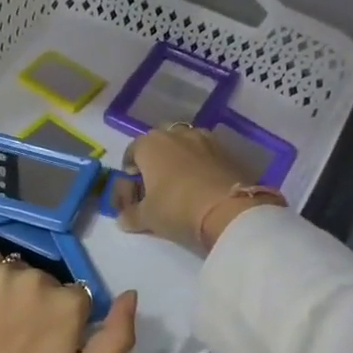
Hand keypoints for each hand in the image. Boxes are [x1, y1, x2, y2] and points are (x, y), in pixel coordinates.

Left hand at [0, 254, 137, 352]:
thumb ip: (116, 339)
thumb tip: (130, 294)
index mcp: (69, 303)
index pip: (75, 298)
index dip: (61, 321)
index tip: (43, 343)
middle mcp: (37, 277)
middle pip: (45, 281)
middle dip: (36, 303)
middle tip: (15, 337)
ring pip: (15, 270)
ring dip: (10, 289)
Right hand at [114, 127, 267, 254]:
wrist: (230, 211)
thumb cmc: (176, 208)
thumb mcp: (146, 218)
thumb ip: (130, 215)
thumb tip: (123, 218)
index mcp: (150, 144)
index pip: (131, 152)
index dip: (128, 173)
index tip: (133, 193)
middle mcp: (176, 134)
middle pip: (159, 144)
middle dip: (155, 161)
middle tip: (156, 187)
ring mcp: (205, 139)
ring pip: (184, 146)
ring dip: (179, 160)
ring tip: (181, 185)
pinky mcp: (228, 151)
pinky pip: (206, 155)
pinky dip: (201, 166)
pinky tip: (202, 187)